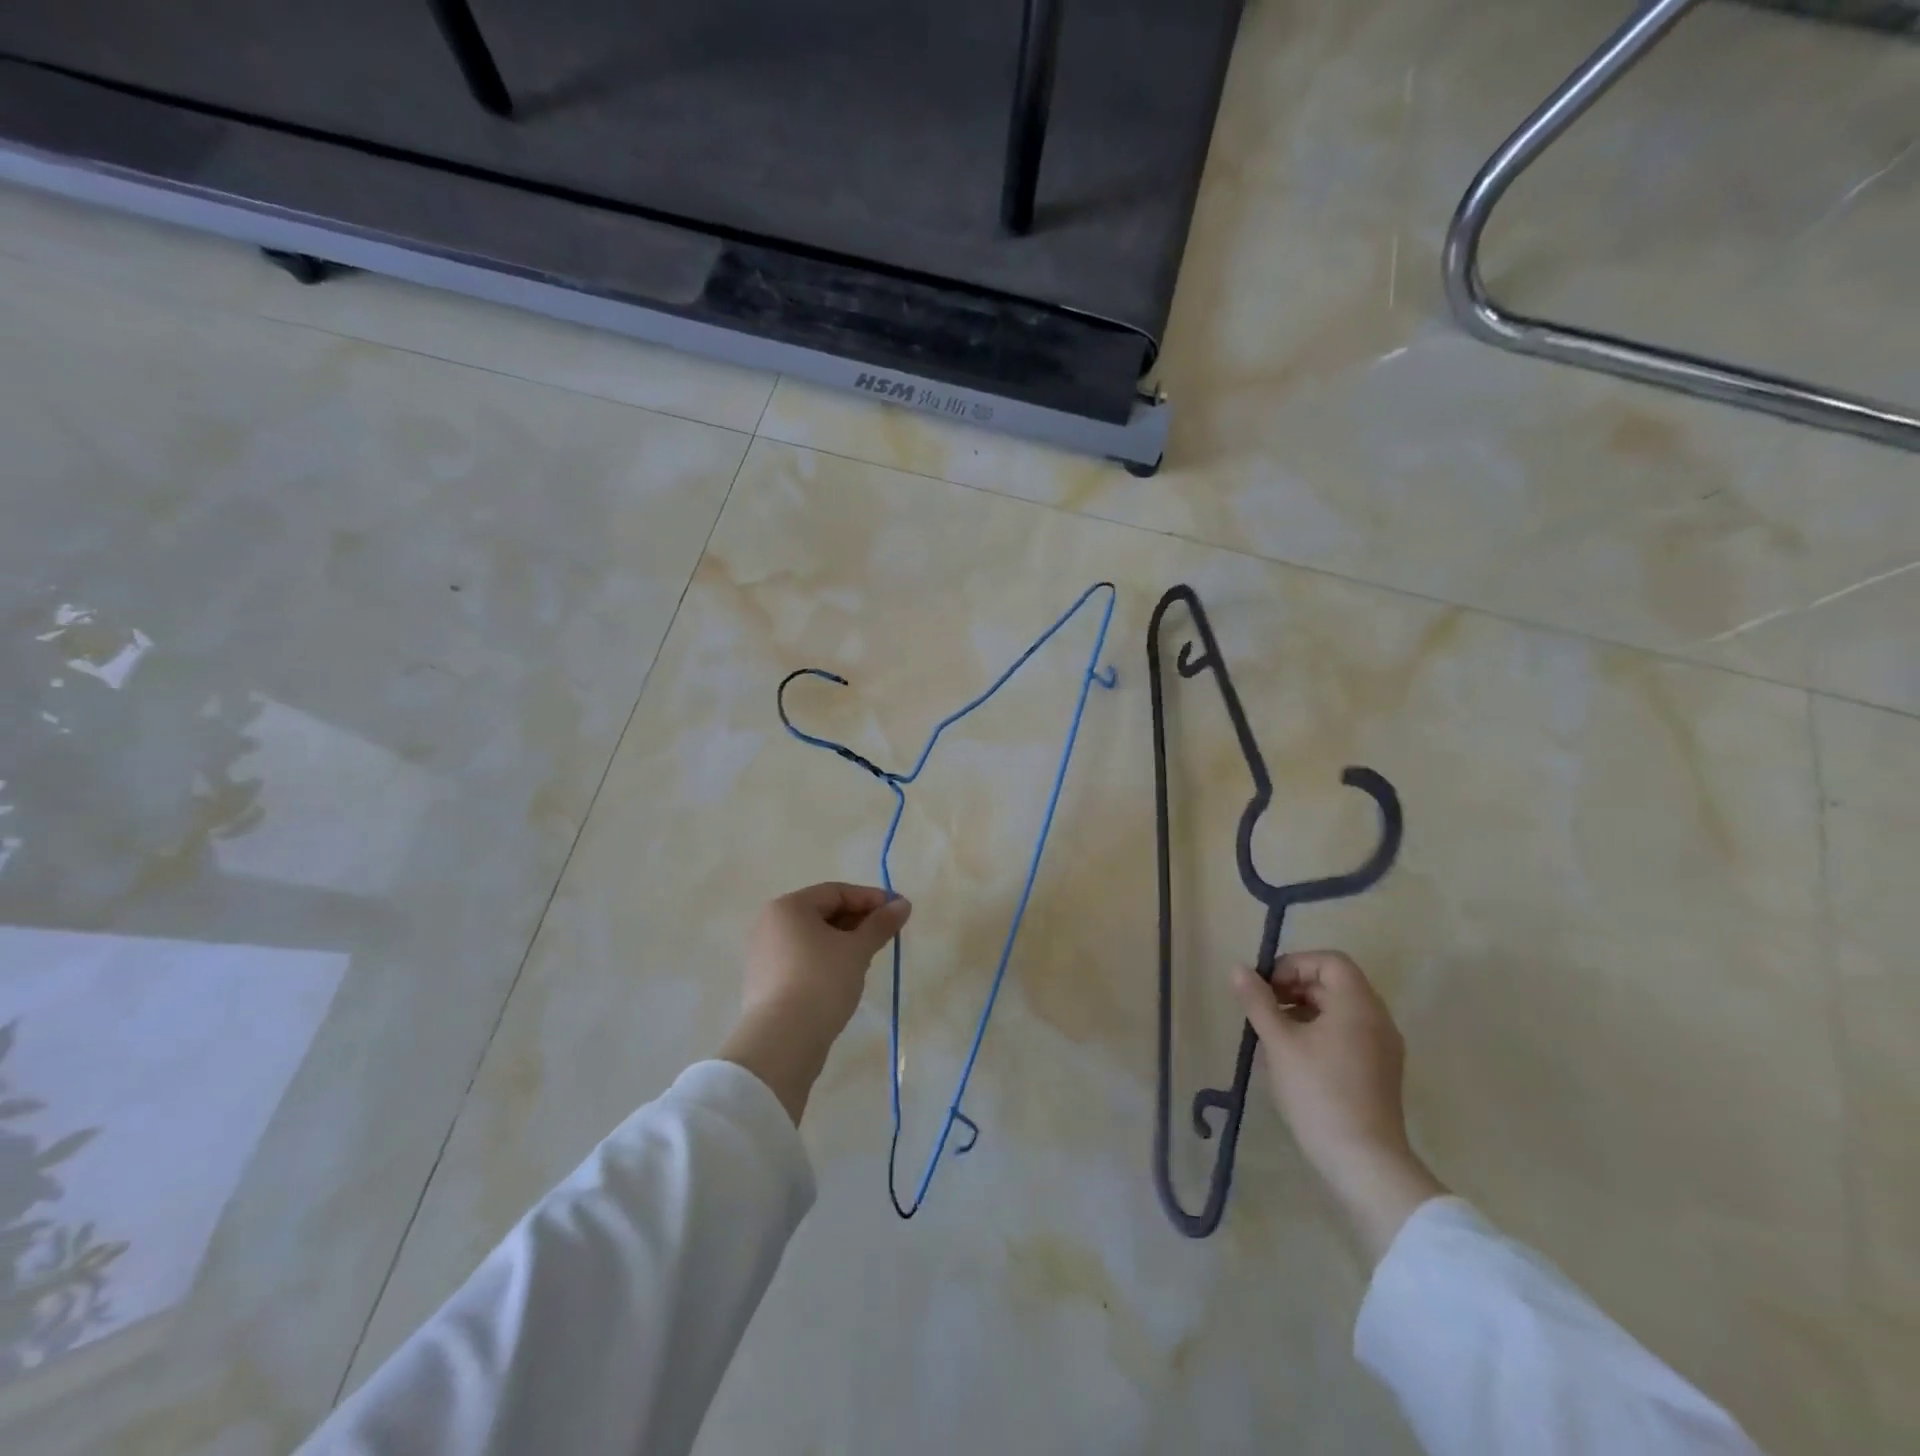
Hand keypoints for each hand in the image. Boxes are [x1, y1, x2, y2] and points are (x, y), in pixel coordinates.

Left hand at [720, 883, 911, 1124]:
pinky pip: (802, 960)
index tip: (899, 911)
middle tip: (888, 935)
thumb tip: (903, 904)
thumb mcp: (857, 950)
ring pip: (814, 938)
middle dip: (858, 921)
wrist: (781, 1043)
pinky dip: (826, 961)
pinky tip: (845, 978)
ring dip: (844, 942)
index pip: (837, 892)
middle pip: (823, 912)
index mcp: (789, 907)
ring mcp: (764, 955)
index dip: (871, 898)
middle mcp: (771, 924)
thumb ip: (881, 924)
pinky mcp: (766, 983)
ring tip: (869, 957)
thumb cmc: (821, 982)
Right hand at [1233, 952, 1446, 1263]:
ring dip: (1304, 1010)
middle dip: (1295, 987)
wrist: (1364, 1161)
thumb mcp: (1279, 1042)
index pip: (1329, 961)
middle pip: (1335, 983)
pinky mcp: (1380, 1071)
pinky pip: (1348, 1033)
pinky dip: (1320, 1031)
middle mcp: (1377, 1018)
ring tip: (1274, 1034)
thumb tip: (1239, 969)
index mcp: (1358, 1004)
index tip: (1267, 988)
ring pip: (1340, 1009)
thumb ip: (1258, 1001)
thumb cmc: (1318, 1092)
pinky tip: (1295, 1057)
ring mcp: (1383, 1046)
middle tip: (1263, 1009)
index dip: (1294, 965)